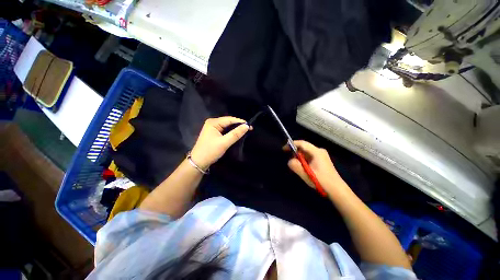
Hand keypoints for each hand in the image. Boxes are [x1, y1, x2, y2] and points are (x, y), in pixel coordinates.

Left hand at [191, 117, 250, 169]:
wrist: (198, 162)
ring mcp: (212, 128)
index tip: (250, 126)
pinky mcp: (213, 134)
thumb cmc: (210, 151)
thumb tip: (247, 126)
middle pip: (228, 122)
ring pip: (227, 127)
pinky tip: (237, 134)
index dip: (240, 122)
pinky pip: (224, 131)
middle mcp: (212, 123)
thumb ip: (236, 134)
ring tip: (245, 131)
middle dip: (238, 125)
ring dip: (235, 129)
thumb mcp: (224, 142)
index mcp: (213, 122)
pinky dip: (231, 133)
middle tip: (249, 129)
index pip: (229, 119)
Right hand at [285, 140, 347, 195]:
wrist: (337, 190)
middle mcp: (319, 151)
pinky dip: (304, 160)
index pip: (302, 143)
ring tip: (297, 167)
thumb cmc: (321, 181)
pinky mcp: (321, 160)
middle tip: (291, 161)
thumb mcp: (306, 174)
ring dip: (300, 158)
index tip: (284, 149)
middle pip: (304, 147)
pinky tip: (304, 168)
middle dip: (296, 153)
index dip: (292, 144)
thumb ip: (295, 166)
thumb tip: (290, 161)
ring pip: (306, 153)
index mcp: (317, 152)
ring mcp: (321, 155)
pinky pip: (309, 156)